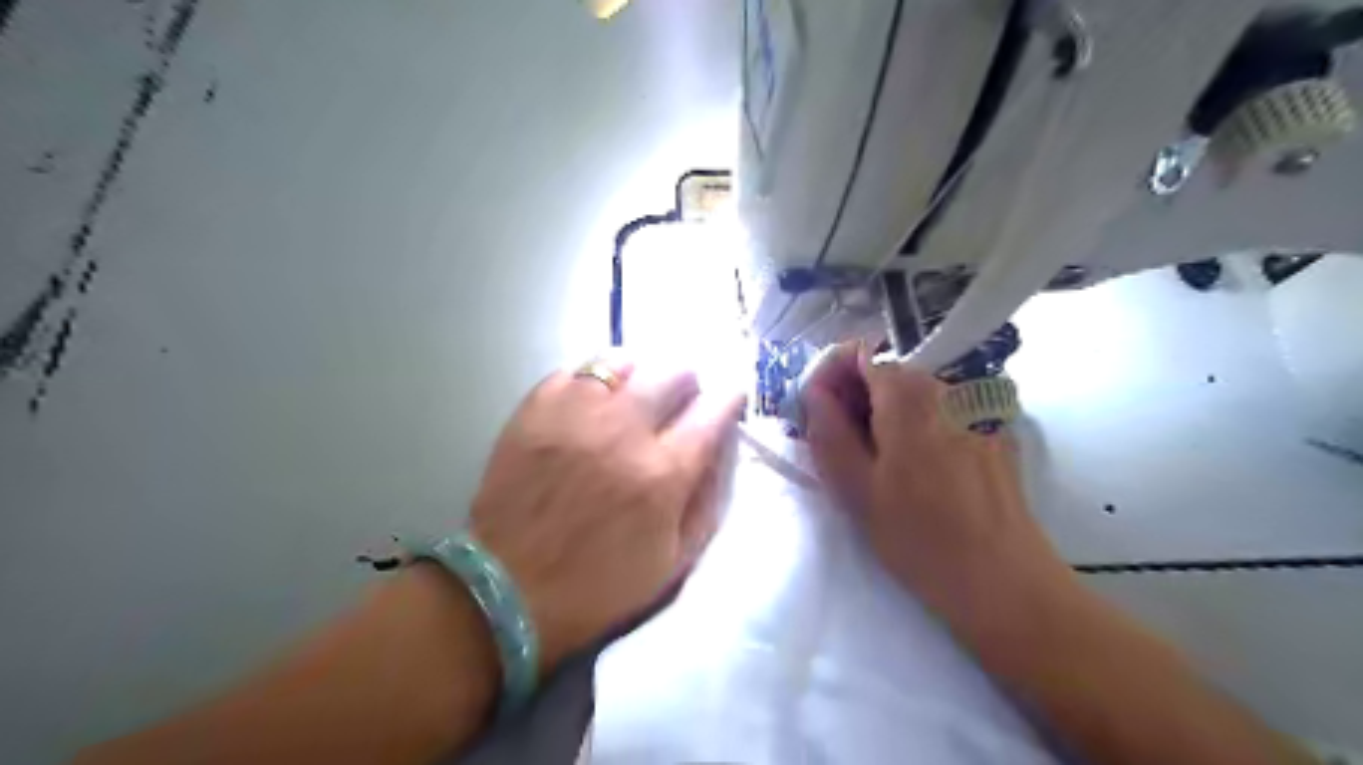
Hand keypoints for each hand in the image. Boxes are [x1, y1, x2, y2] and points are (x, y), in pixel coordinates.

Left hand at [470, 355, 742, 671]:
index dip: (728, 400)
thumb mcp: (673, 562)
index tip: (728, 400)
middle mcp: (623, 430)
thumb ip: (706, 500)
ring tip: (632, 398)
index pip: (713, 411)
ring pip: (623, 360)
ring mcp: (575, 413)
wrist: (507, 589)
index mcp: (662, 474)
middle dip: (687, 384)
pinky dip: (593, 381)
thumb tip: (720, 449)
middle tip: (678, 404)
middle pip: (673, 372)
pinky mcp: (535, 409)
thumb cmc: (599, 585)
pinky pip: (575, 370)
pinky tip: (590, 404)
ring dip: (639, 376)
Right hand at [801, 344, 1075, 617]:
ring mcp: (976, 409)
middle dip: (856, 396)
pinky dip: (918, 427)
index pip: (860, 352)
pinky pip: (942, 413)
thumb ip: (828, 430)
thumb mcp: (855, 487)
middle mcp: (947, 387)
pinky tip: (919, 472)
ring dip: (886, 414)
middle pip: (888, 370)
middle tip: (841, 443)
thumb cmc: (918, 536)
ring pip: (915, 393)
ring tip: (878, 463)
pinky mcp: (994, 433)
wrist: (1003, 581)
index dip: (831, 374)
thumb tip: (815, 393)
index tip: (819, 411)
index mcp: (908, 394)